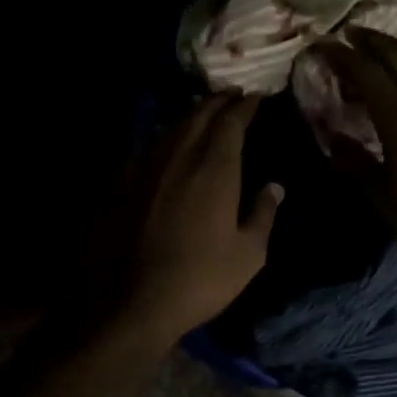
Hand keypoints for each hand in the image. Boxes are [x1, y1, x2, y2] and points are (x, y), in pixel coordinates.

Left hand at [113, 94, 282, 343]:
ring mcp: (145, 167)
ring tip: (205, 112)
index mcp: (214, 168)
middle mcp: (179, 156)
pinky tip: (169, 144)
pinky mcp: (121, 183)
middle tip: (233, 95)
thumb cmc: (199, 280)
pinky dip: (167, 136)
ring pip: (172, 127)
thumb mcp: (248, 255)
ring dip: (192, 114)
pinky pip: (149, 146)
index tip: (257, 97)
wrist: (128, 302)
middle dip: (218, 101)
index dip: (246, 106)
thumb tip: (275, 186)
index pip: (231, 122)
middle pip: (199, 114)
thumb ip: (263, 214)